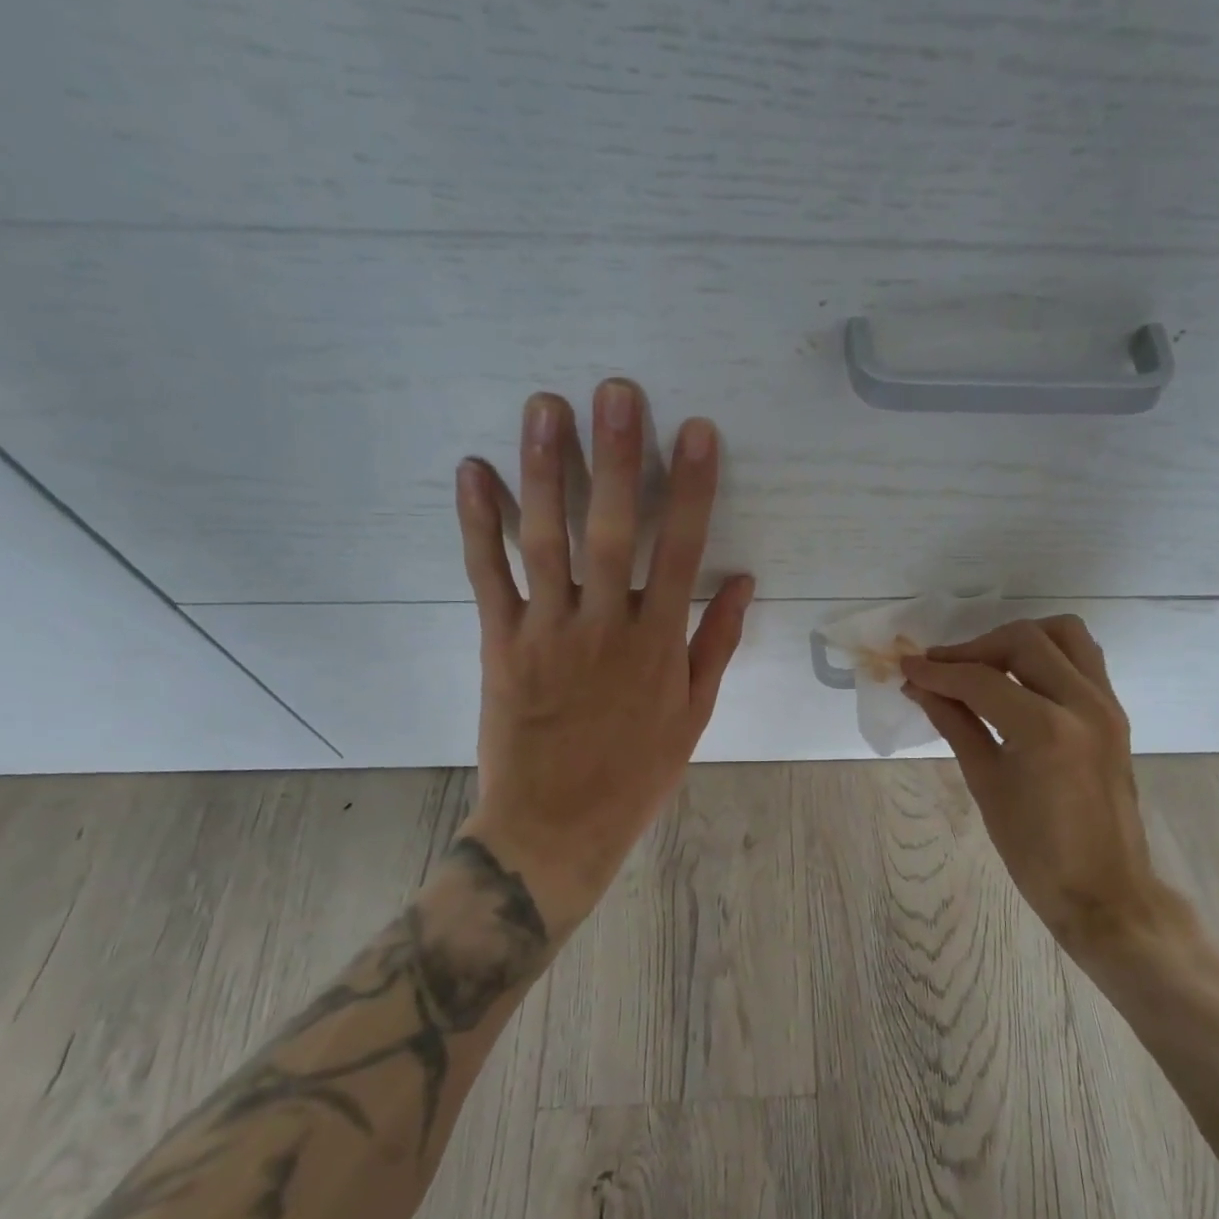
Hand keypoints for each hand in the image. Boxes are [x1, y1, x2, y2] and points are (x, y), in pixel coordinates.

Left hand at [452, 379, 754, 939]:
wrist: (555, 828)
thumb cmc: (636, 774)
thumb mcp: (693, 716)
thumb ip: (716, 644)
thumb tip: (743, 581)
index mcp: (658, 646)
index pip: (680, 552)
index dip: (691, 488)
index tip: (697, 430)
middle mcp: (604, 628)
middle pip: (610, 531)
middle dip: (616, 456)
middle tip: (615, 391)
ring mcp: (547, 633)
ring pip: (545, 541)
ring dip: (545, 471)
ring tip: (546, 408)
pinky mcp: (500, 645)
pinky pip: (487, 578)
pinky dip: (478, 524)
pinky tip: (474, 472)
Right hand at [902, 617, 1196, 964]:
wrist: (1104, 890)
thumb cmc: (1035, 851)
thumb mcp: (986, 784)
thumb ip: (955, 724)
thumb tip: (921, 688)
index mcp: (1046, 730)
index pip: (981, 680)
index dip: (938, 671)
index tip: (907, 666)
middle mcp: (1082, 704)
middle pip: (1023, 641)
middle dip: (974, 649)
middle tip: (941, 669)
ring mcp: (1106, 704)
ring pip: (1062, 634)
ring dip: (1017, 639)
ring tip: (984, 664)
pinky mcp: (1115, 712)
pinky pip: (1083, 657)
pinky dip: (1047, 653)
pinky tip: (1019, 678)